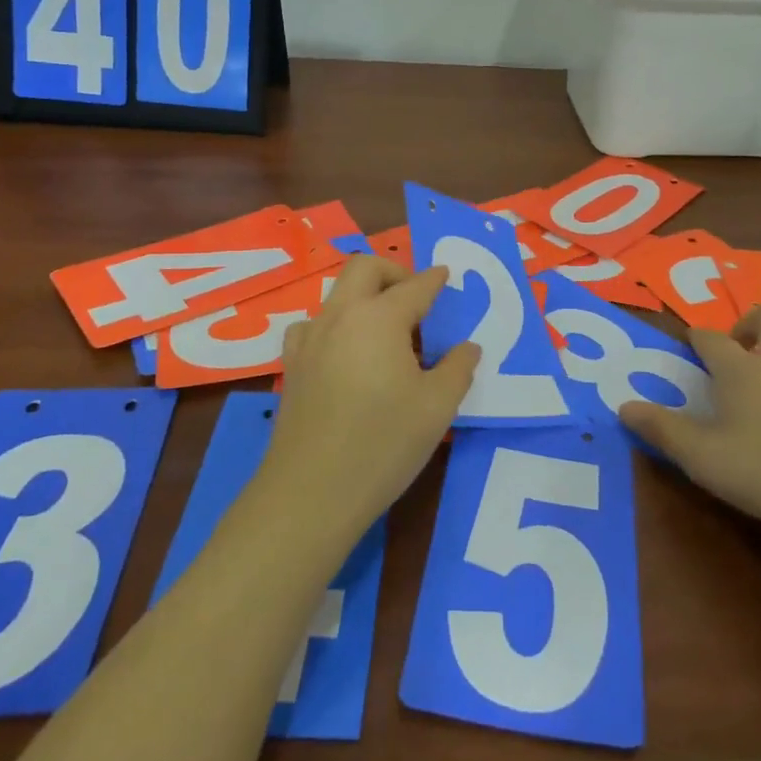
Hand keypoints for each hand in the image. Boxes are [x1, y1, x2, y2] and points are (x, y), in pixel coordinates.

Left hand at [258, 255, 479, 544]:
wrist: (311, 491)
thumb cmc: (384, 443)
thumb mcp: (437, 407)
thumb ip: (458, 369)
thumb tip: (467, 347)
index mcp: (379, 319)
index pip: (414, 286)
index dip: (434, 279)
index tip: (446, 275)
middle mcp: (341, 316)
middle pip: (364, 268)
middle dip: (394, 271)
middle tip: (416, 297)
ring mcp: (310, 339)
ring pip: (336, 294)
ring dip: (364, 297)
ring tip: (386, 330)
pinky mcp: (292, 365)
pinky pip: (314, 326)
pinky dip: (335, 325)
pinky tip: (346, 353)